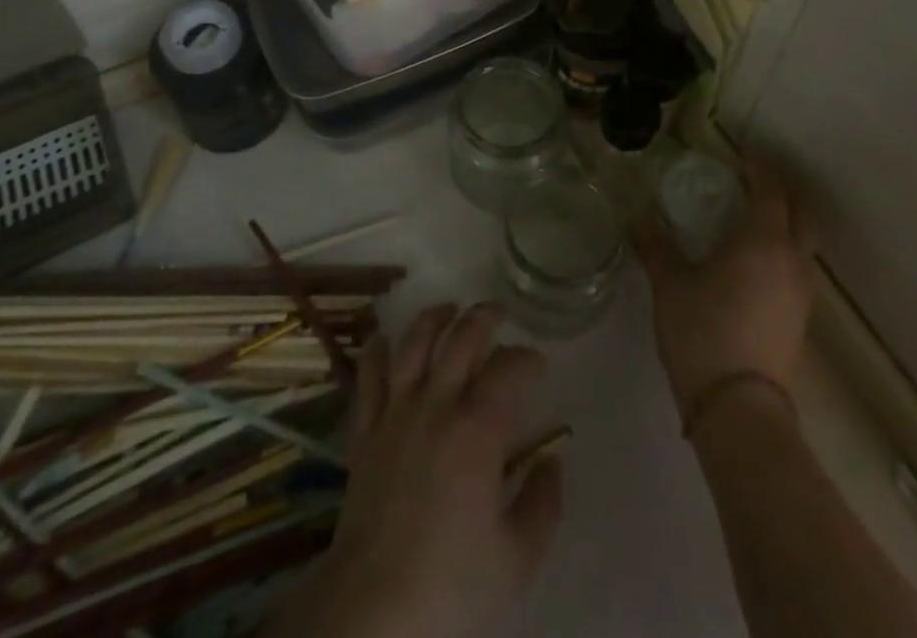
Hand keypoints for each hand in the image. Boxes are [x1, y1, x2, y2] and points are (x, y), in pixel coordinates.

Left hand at [267, 303, 563, 637]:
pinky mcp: (364, 430)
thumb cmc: (452, 586)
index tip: (538, 365)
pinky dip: (378, 350)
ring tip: (449, 309)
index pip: (509, 369)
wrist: (373, 611)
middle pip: (462, 338)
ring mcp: (395, 412)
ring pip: (413, 342)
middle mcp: (436, 404)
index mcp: (478, 429)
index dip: (527, 358)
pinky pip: (368, 376)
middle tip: (501, 313)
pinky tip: (386, 339)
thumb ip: (543, 503)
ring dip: (434, 317)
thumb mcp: (518, 557)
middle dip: (486, 317)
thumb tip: (552, 461)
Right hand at [638, 154, 814, 414]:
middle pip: (800, 212)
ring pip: (803, 242)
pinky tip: (754, 263)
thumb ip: (655, 246)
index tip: (741, 151)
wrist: (739, 409)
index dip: (758, 166)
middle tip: (751, 181)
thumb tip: (636, 217)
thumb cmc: (703, 332)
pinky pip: (797, 267)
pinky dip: (782, 251)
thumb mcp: (670, 284)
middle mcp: (792, 259)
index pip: (769, 189)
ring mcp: (802, 292)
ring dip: (784, 222)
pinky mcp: (801, 319)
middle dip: (780, 191)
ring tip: (750, 220)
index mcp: (763, 241)